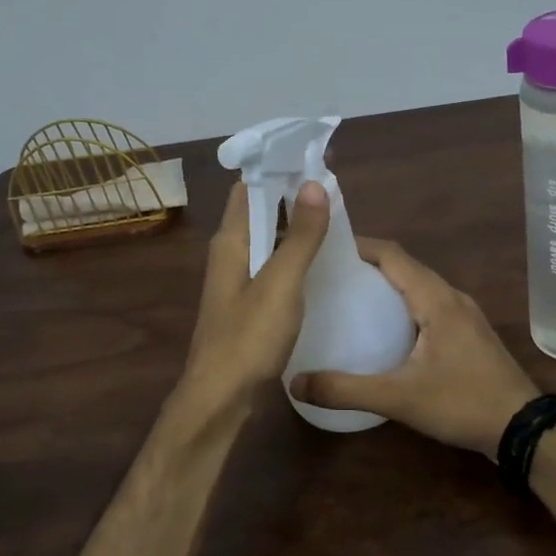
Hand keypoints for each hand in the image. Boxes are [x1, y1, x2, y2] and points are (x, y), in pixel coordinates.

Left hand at [177, 179, 330, 414]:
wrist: (220, 397)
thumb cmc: (248, 338)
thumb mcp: (280, 283)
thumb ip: (300, 235)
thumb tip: (314, 183)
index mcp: (231, 241)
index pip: (250, 188)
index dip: (278, 170)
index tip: (314, 158)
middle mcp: (230, 254)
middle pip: (260, 211)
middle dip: (292, 195)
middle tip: (335, 188)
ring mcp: (237, 280)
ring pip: (267, 240)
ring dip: (295, 226)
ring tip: (335, 218)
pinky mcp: (248, 304)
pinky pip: (272, 266)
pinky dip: (293, 255)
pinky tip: (320, 262)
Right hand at [290, 239, 539, 458]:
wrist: (524, 429)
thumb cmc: (463, 403)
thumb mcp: (399, 399)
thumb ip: (346, 390)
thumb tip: (295, 383)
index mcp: (436, 299)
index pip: (392, 254)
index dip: (358, 245)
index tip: (324, 248)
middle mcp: (452, 297)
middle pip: (405, 266)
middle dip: (367, 264)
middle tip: (328, 275)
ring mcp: (464, 315)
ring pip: (419, 285)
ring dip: (386, 284)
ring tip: (349, 297)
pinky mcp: (469, 333)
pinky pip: (429, 304)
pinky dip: (402, 304)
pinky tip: (384, 328)